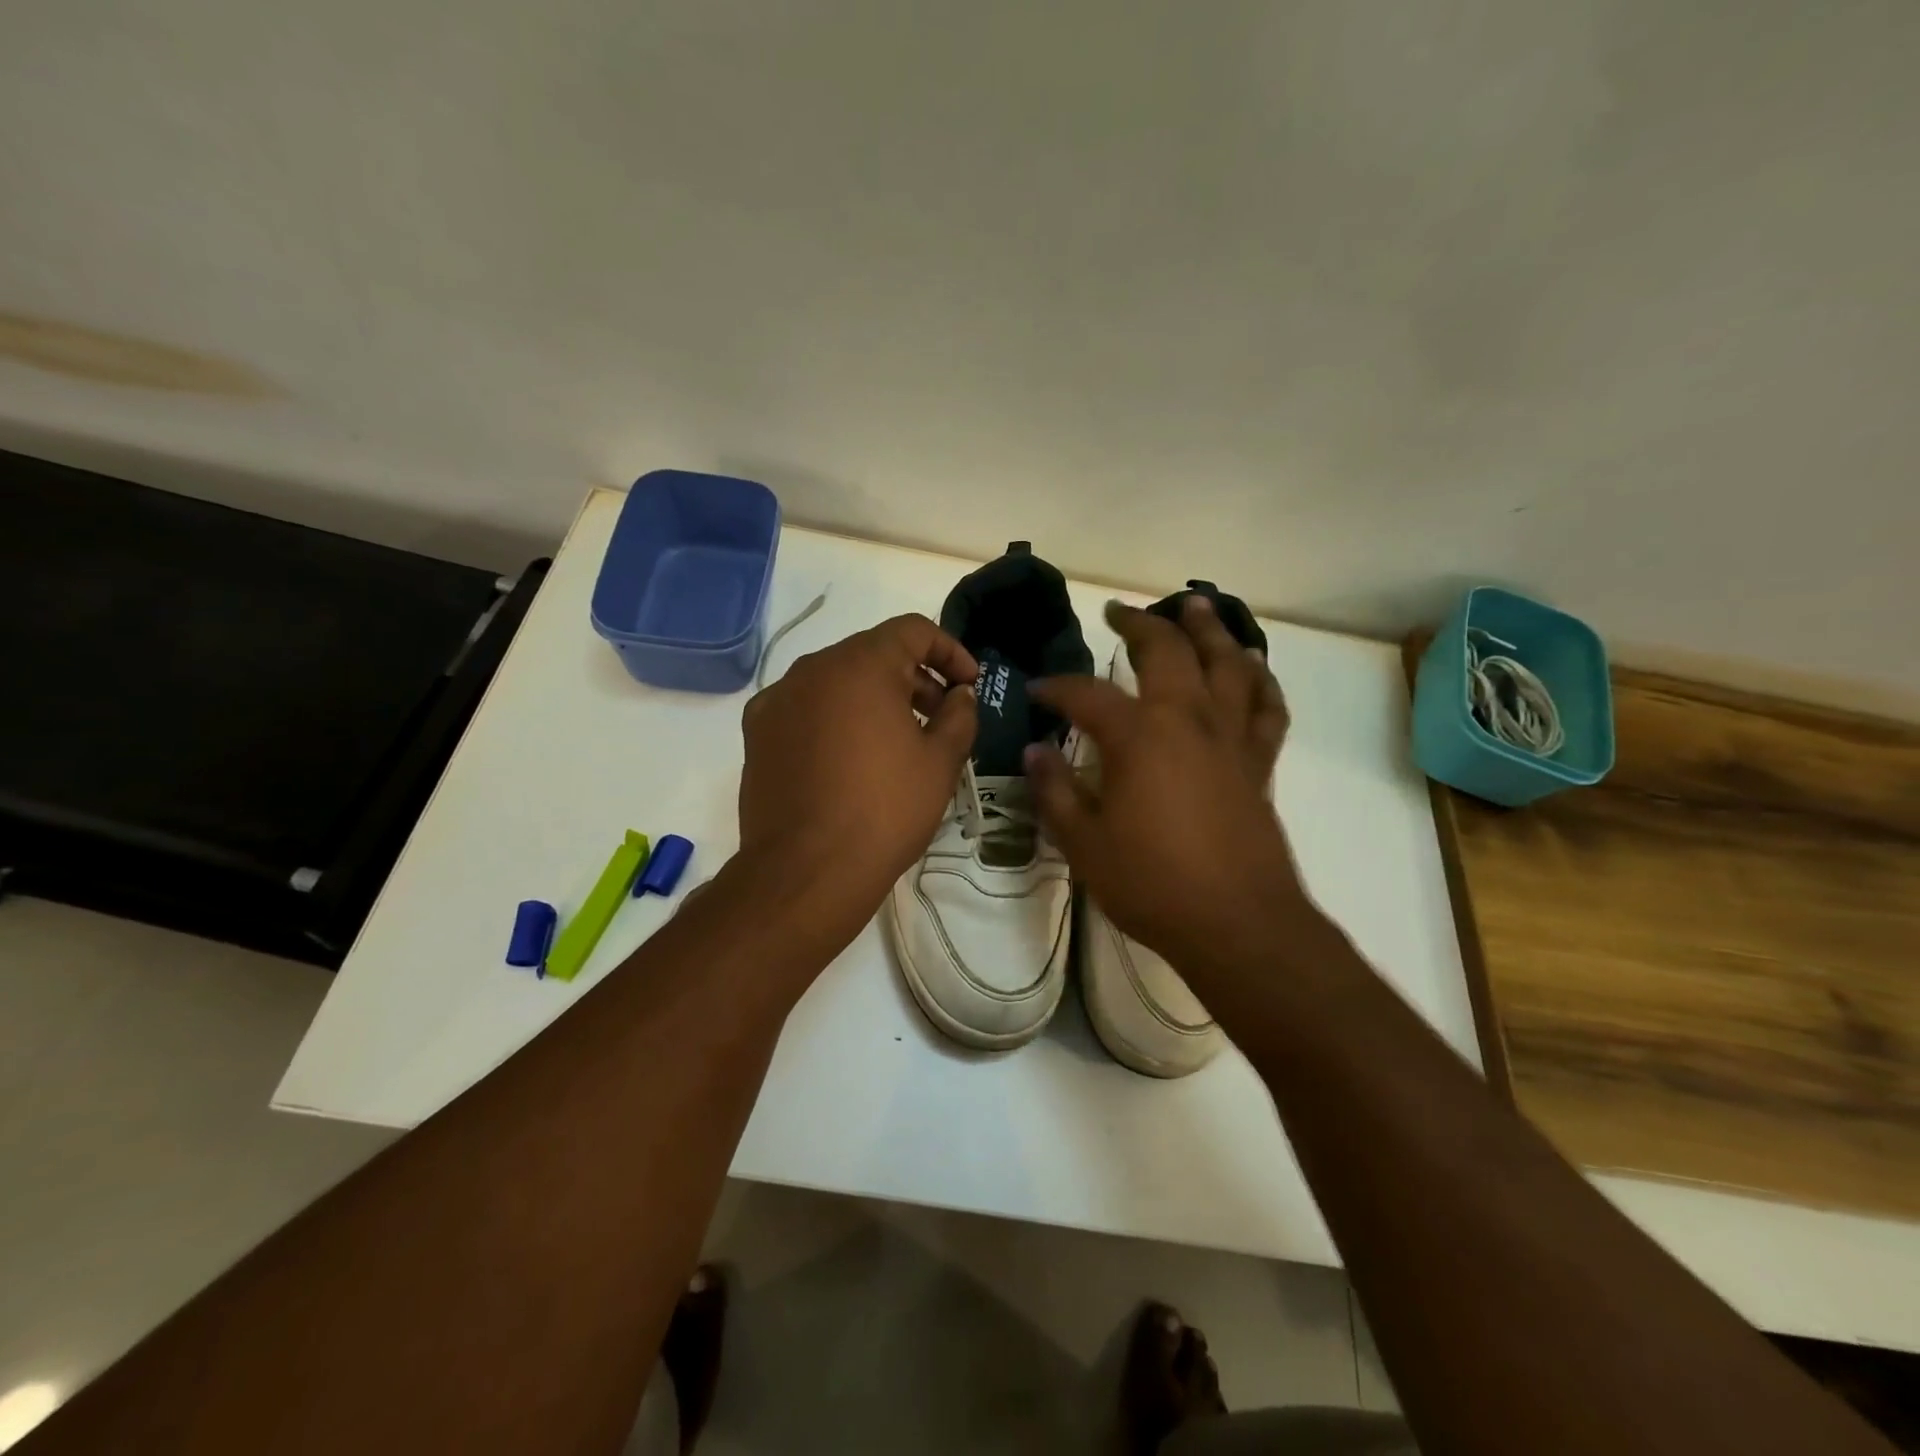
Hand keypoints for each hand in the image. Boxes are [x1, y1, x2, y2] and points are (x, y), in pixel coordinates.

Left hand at [736, 613, 976, 944]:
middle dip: (914, 677)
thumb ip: (959, 714)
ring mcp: (777, 699)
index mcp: (860, 664)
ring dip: (874, 698)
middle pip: (873, 654)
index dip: (950, 651)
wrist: (806, 872)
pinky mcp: (757, 733)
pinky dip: (836, 718)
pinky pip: (807, 708)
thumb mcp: (940, 761)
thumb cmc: (885, 810)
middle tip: (941, 717)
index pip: (912, 630)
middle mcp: (812, 669)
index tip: (969, 685)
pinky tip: (850, 759)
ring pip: (837, 681)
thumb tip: (959, 694)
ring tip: (898, 741)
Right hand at [1025, 597, 1301, 976]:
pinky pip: (1266, 706)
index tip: (1038, 690)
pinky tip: (1251, 667)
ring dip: (1208, 630)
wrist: (1238, 925)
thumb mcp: (1085, 843)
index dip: (1058, 688)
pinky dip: (1260, 679)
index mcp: (1139, 737)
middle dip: (1139, 625)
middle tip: (1118, 612)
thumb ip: (1056, 792)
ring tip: (1194, 606)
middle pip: (1168, 652)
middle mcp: (1188, 721)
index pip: (1089, 695)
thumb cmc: (1153, 885)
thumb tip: (1034, 752)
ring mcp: (1231, 738)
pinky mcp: (1259, 762)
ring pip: (1227, 663)